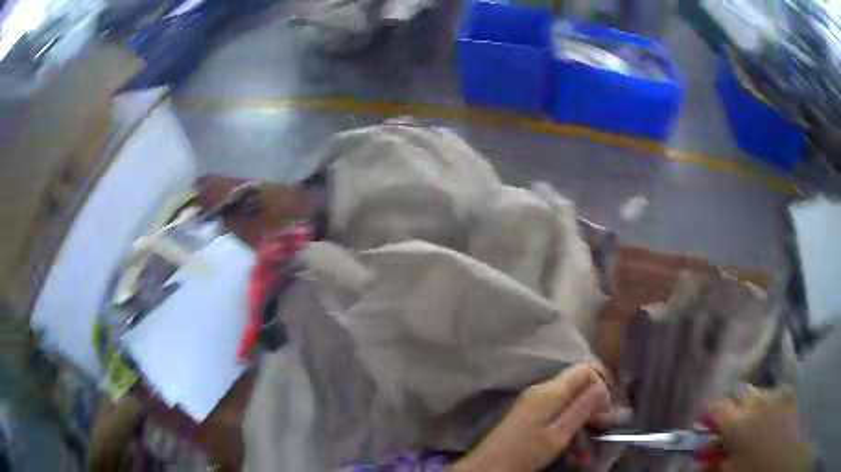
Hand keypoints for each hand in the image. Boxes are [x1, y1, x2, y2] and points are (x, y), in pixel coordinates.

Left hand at [452, 364, 610, 471]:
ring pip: (569, 409)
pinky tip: (573, 454)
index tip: (606, 410)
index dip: (601, 385)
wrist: (487, 467)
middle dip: (593, 412)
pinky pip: (556, 419)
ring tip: (586, 455)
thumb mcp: (559, 433)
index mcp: (551, 391)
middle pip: (578, 390)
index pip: (585, 370)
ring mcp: (534, 405)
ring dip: (582, 429)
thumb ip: (583, 408)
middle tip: (602, 432)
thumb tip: (603, 386)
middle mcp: (542, 392)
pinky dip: (567, 434)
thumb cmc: (525, 452)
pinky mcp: (528, 419)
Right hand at [707, 385, 812, 471]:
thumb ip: (714, 459)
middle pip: (737, 391)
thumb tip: (702, 452)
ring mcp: (774, 394)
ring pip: (755, 390)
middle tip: (727, 420)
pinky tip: (769, 414)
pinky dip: (767, 402)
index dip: (708, 411)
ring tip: (750, 419)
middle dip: (729, 404)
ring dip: (748, 403)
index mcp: (737, 423)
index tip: (703, 420)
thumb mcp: (728, 471)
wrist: (782, 459)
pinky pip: (773, 391)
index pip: (717, 405)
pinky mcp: (788, 392)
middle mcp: (755, 402)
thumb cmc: (752, 470)